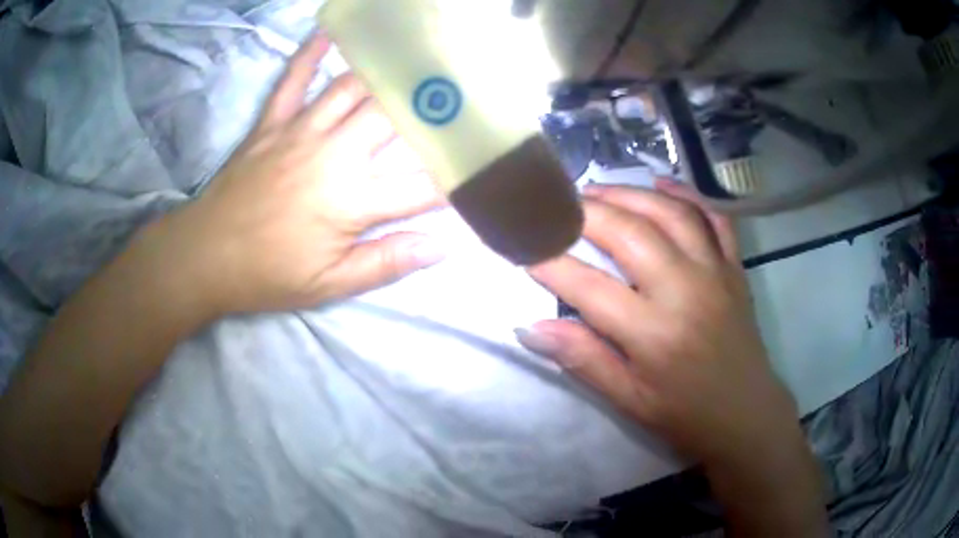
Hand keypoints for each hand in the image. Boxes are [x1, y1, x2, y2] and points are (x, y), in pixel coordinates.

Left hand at [146, 33, 445, 314]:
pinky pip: (293, 80)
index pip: (420, 185)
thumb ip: (387, 262)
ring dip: (385, 73)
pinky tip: (330, 32)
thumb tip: (442, 246)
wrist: (204, 257)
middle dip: (429, 104)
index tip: (480, 160)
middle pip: (392, 118)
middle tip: (458, 90)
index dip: (455, 175)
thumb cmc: (268, 275)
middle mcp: (333, 155)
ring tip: (414, 58)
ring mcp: (299, 132)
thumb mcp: (330, 285)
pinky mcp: (271, 123)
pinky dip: (310, 54)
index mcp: (350, 202)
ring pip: (351, 89)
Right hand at [516, 180, 797, 466]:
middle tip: (557, 205)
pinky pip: (713, 218)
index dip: (549, 263)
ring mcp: (714, 272)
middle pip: (629, 233)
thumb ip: (583, 359)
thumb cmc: (685, 415)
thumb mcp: (629, 400)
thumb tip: (530, 328)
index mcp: (653, 334)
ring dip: (630, 193)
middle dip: (586, 212)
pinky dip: (687, 195)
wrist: (746, 415)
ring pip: (670, 213)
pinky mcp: (734, 268)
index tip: (523, 246)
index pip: (588, 286)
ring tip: (598, 190)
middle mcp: (685, 291)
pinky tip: (662, 184)